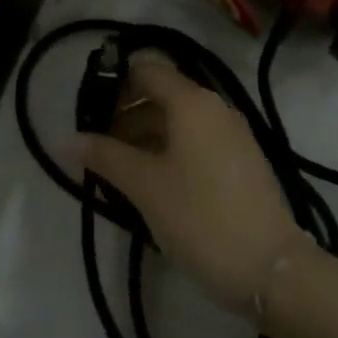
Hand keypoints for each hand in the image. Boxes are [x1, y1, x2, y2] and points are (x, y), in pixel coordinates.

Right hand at [79, 51, 306, 314]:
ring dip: (145, 134)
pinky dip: (169, 149)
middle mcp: (215, 107)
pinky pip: (196, 140)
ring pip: (179, 120)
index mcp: (192, 102)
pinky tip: (150, 180)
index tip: (86, 108)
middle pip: (162, 93)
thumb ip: (105, 157)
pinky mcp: (241, 159)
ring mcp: (232, 133)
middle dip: (126, 112)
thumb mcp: (145, 186)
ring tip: (116, 167)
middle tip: (95, 144)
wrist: (270, 267)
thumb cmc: (200, 217)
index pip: (147, 70)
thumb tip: (67, 139)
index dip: (114, 82)